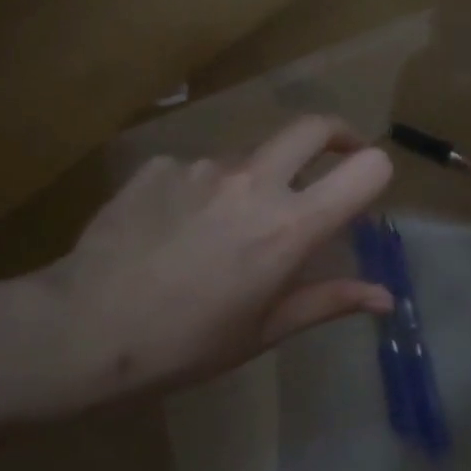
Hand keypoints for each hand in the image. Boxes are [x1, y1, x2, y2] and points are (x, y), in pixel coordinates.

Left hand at [52, 116, 393, 401]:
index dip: (374, 174)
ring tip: (222, 230)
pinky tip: (172, 231)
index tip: (362, 191)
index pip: (366, 168)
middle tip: (333, 158)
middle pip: (313, 127)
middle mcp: (254, 180)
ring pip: (248, 155)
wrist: (85, 328)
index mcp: (291, 225)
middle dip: (335, 135)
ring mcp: (201, 166)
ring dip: (254, 178)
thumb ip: (329, 301)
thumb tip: (386, 298)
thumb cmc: (186, 343)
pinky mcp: (158, 165)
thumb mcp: (264, 330)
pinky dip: (199, 191)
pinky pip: (195, 169)